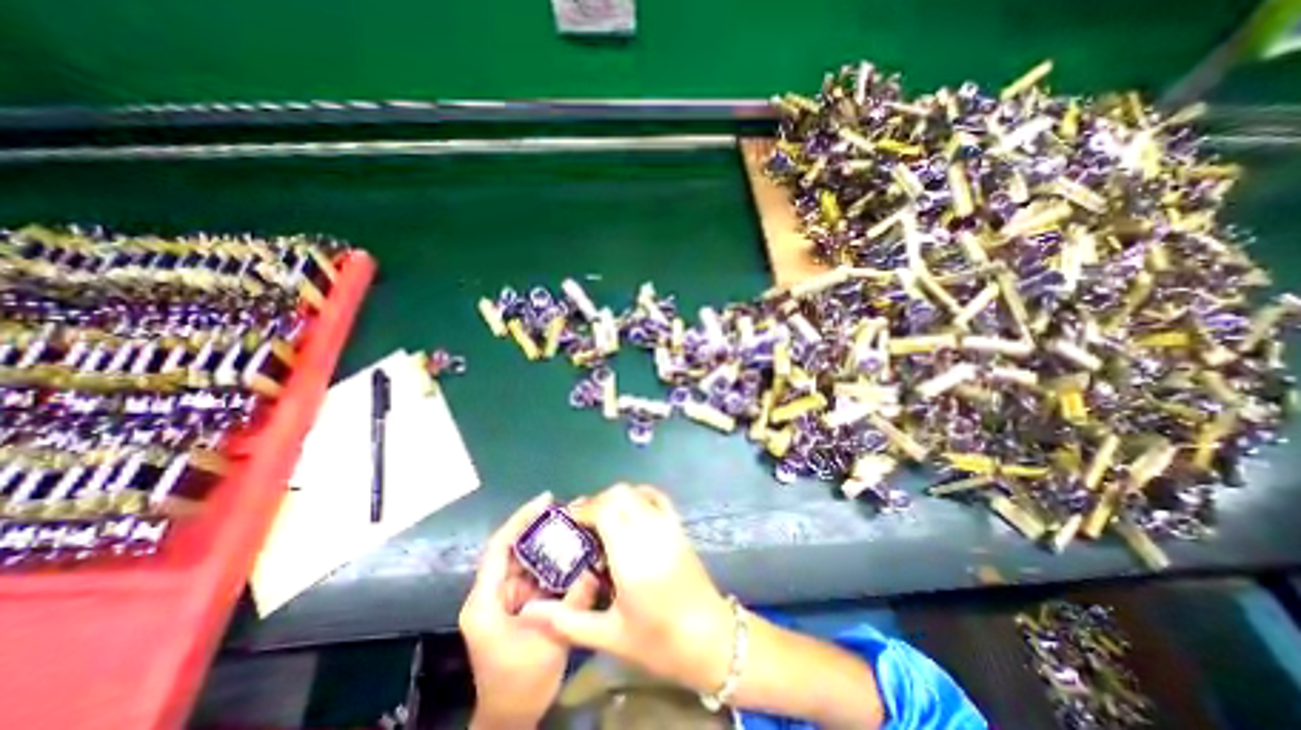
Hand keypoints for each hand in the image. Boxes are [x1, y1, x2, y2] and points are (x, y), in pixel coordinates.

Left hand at [456, 494, 598, 727]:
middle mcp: (491, 592)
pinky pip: (534, 573)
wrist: (511, 717)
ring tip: (572, 525)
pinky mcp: (517, 603)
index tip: (545, 499)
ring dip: (546, 543)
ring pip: (525, 559)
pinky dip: (551, 562)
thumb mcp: (549, 642)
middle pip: (512, 547)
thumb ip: (572, 602)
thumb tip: (593, 568)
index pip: (500, 547)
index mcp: (485, 601)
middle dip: (537, 526)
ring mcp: (504, 597)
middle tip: (566, 509)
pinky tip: (571, 553)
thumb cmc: (520, 683)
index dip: (521, 519)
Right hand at [522, 484, 740, 694]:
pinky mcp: (679, 527)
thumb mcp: (609, 636)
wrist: (710, 639)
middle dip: (596, 502)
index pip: (605, 511)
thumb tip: (527, 612)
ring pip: (637, 492)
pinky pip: (657, 497)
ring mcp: (668, 526)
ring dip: (616, 498)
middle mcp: (650, 532)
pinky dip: (640, 495)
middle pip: (619, 495)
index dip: (584, 510)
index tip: (569, 523)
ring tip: (603, 520)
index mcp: (632, 556)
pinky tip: (630, 512)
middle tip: (583, 524)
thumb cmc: (658, 641)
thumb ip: (566, 621)